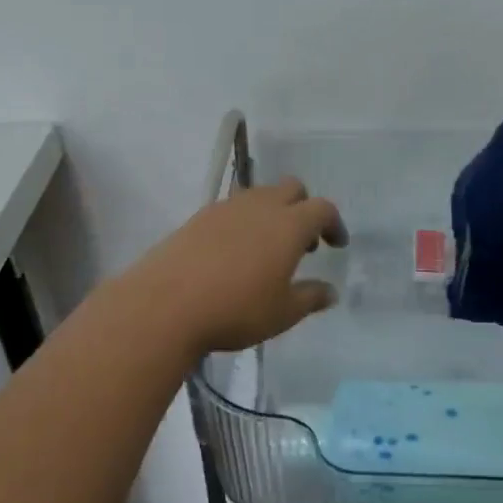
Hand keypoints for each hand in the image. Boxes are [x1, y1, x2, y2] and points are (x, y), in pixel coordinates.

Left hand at [126, 178, 348, 357]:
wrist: (166, 304)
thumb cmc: (236, 309)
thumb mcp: (282, 313)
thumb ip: (311, 298)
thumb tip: (330, 291)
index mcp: (289, 224)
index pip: (322, 208)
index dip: (334, 224)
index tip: (336, 245)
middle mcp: (260, 206)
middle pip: (291, 189)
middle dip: (304, 208)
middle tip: (303, 243)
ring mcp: (226, 207)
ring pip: (259, 195)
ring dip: (273, 213)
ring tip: (267, 249)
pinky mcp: (199, 217)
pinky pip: (232, 208)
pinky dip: (244, 221)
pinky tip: (234, 253)